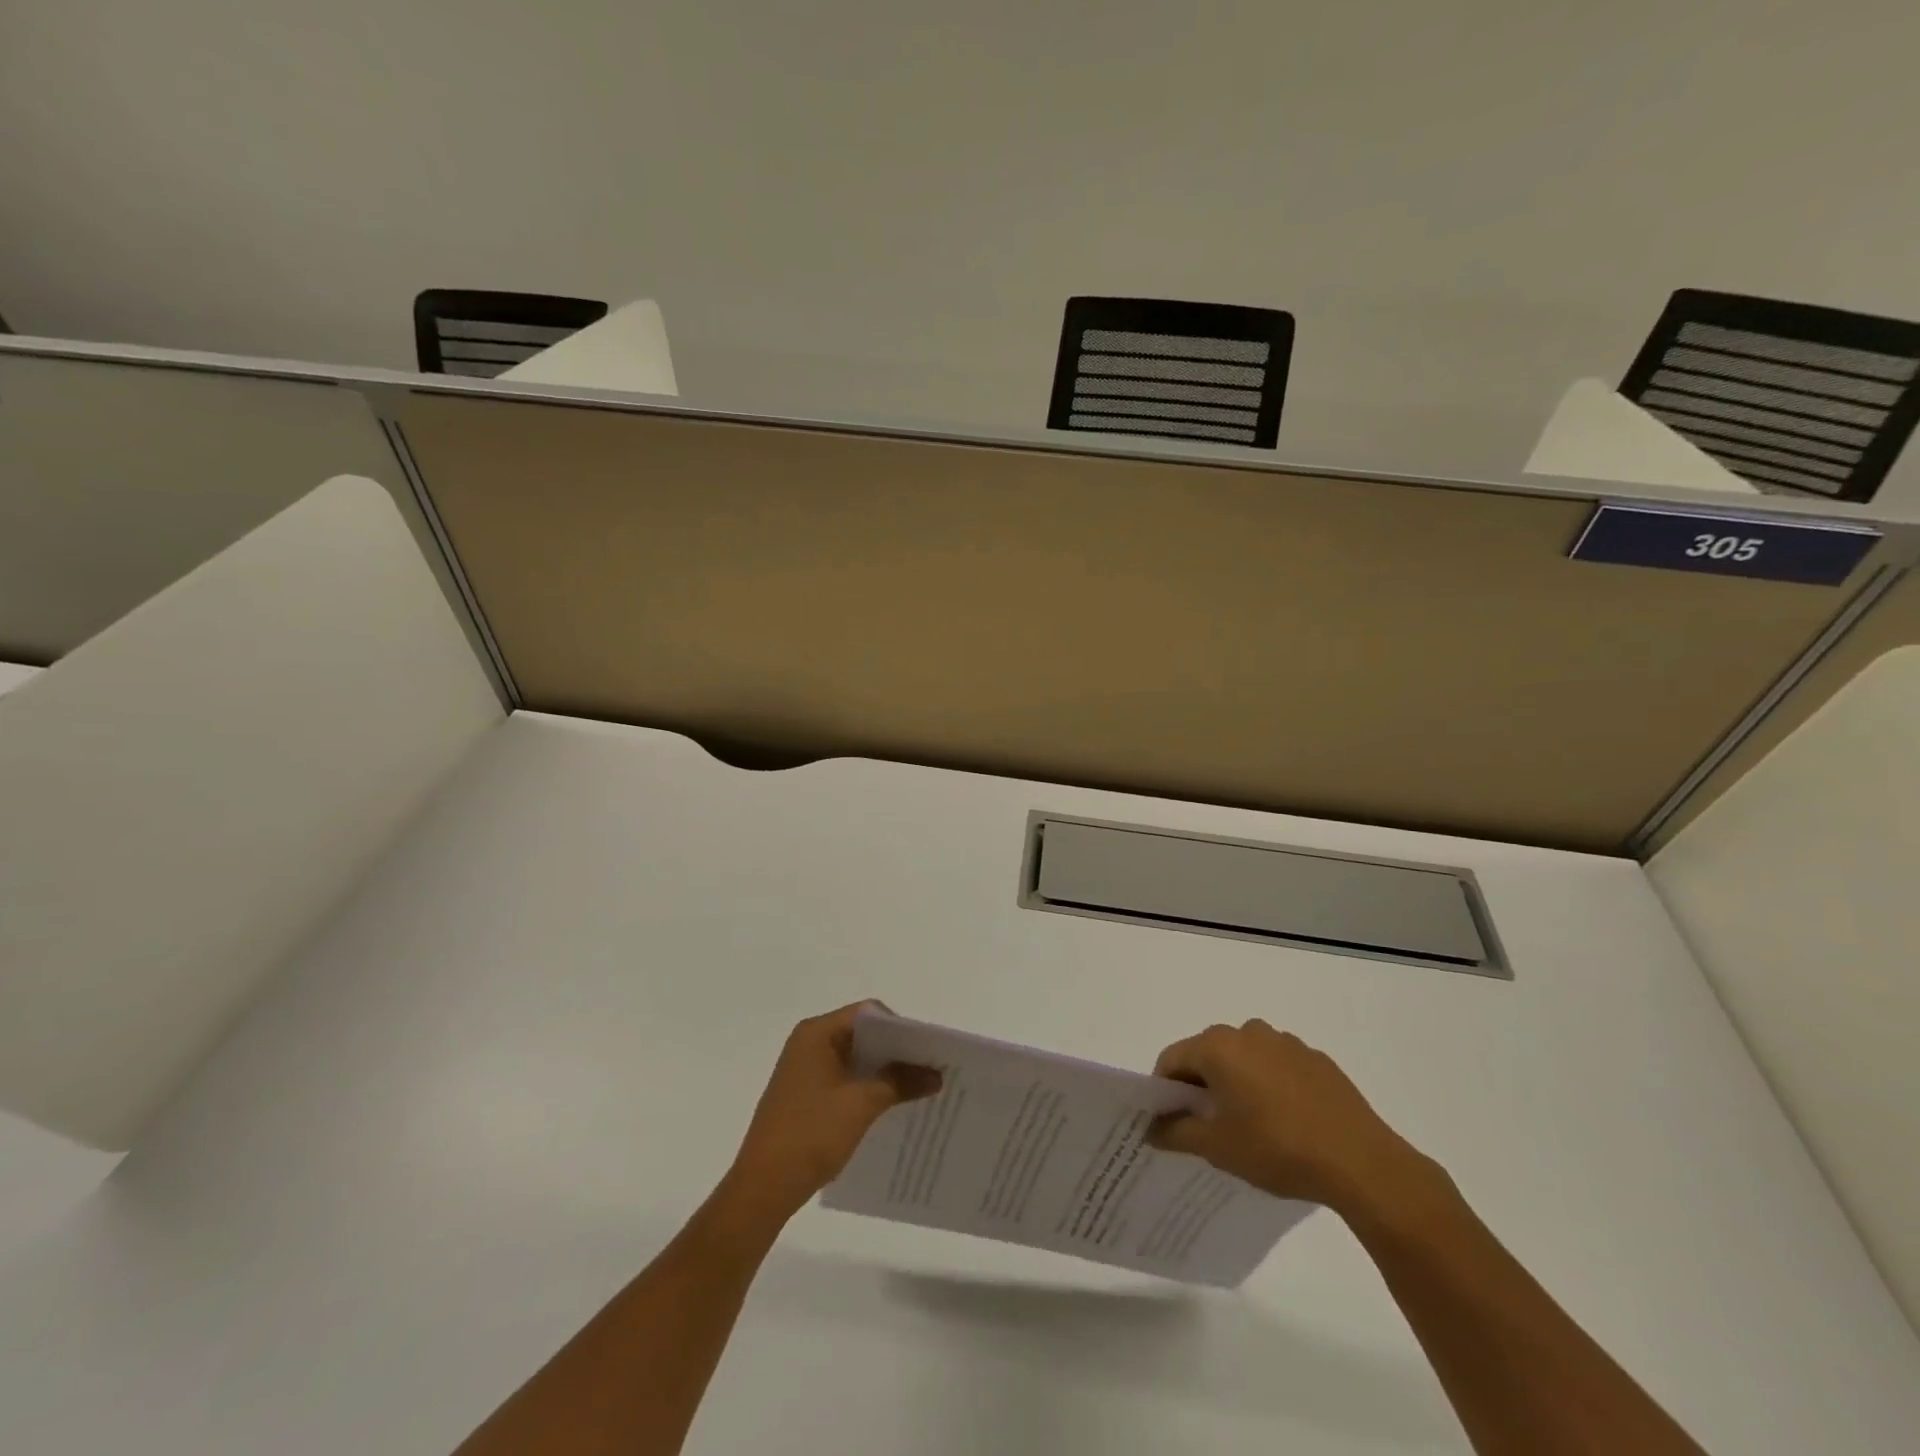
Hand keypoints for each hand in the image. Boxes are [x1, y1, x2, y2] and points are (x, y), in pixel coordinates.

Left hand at [725, 1002, 940, 1221]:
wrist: (763, 1188)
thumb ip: (900, 1082)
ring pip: (855, 1060)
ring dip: (884, 1072)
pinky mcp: (805, 1096)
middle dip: (896, 1051)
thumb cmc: (811, 1133)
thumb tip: (936, 1075)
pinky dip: (868, 1088)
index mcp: (816, 1033)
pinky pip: (844, 1080)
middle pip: (862, 1035)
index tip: (927, 1050)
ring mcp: (805, 1071)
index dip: (900, 1028)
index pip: (868, 1014)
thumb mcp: (862, 1104)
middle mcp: (808, 1043)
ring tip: (917, 1088)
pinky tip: (890, 1107)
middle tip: (929, 1068)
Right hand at [1149, 1019, 1433, 1218]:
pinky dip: (1270, 1085)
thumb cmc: (1278, 1149)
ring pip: (1244, 1058)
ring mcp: (1286, 1042)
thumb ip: (1176, 1133)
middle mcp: (1248, 1032)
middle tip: (1207, 1126)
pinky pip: (1277, 1066)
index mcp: (1218, 1046)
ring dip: (1237, 1082)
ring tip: (1250, 1125)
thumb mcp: (1218, 1148)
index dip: (1165, 1090)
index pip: (1172, 1059)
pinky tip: (1286, 1121)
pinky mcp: (1316, 1059)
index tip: (1170, 1123)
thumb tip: (1151, 1129)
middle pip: (1208, 1054)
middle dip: (1201, 1085)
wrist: (1361, 1163)